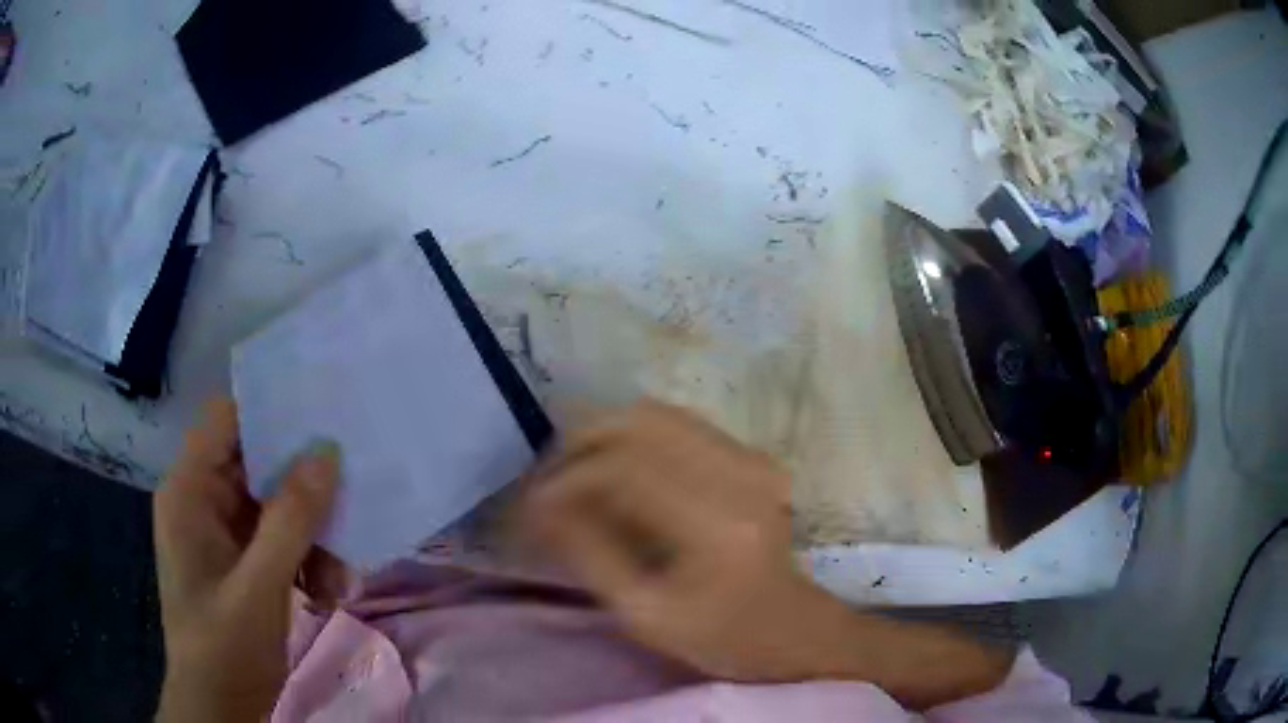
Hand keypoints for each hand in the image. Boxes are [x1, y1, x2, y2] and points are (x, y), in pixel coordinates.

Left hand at [153, 399, 341, 722]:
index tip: (322, 417)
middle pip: (257, 462)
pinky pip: (279, 538)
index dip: (269, 410)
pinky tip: (325, 593)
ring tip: (339, 576)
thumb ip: (290, 520)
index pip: (227, 419)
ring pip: (275, 504)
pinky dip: (306, 558)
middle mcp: (203, 499)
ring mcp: (222, 531)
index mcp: (189, 491)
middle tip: (349, 500)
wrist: (220, 706)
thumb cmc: (225, 647)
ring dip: (311, 534)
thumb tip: (327, 452)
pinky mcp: (241, 560)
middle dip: (303, 487)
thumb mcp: (260, 587)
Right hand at [523, 401, 1012, 707]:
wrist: (790, 627)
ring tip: (572, 471)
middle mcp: (740, 475)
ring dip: (603, 435)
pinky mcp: (753, 454)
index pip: (623, 470)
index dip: (567, 480)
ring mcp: (751, 457)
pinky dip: (632, 436)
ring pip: (655, 415)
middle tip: (546, 479)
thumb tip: (540, 505)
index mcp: (717, 524)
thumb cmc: (719, 636)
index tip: (532, 504)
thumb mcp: (644, 614)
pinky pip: (677, 424)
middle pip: (638, 425)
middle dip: (578, 445)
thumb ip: (589, 555)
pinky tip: (612, 467)